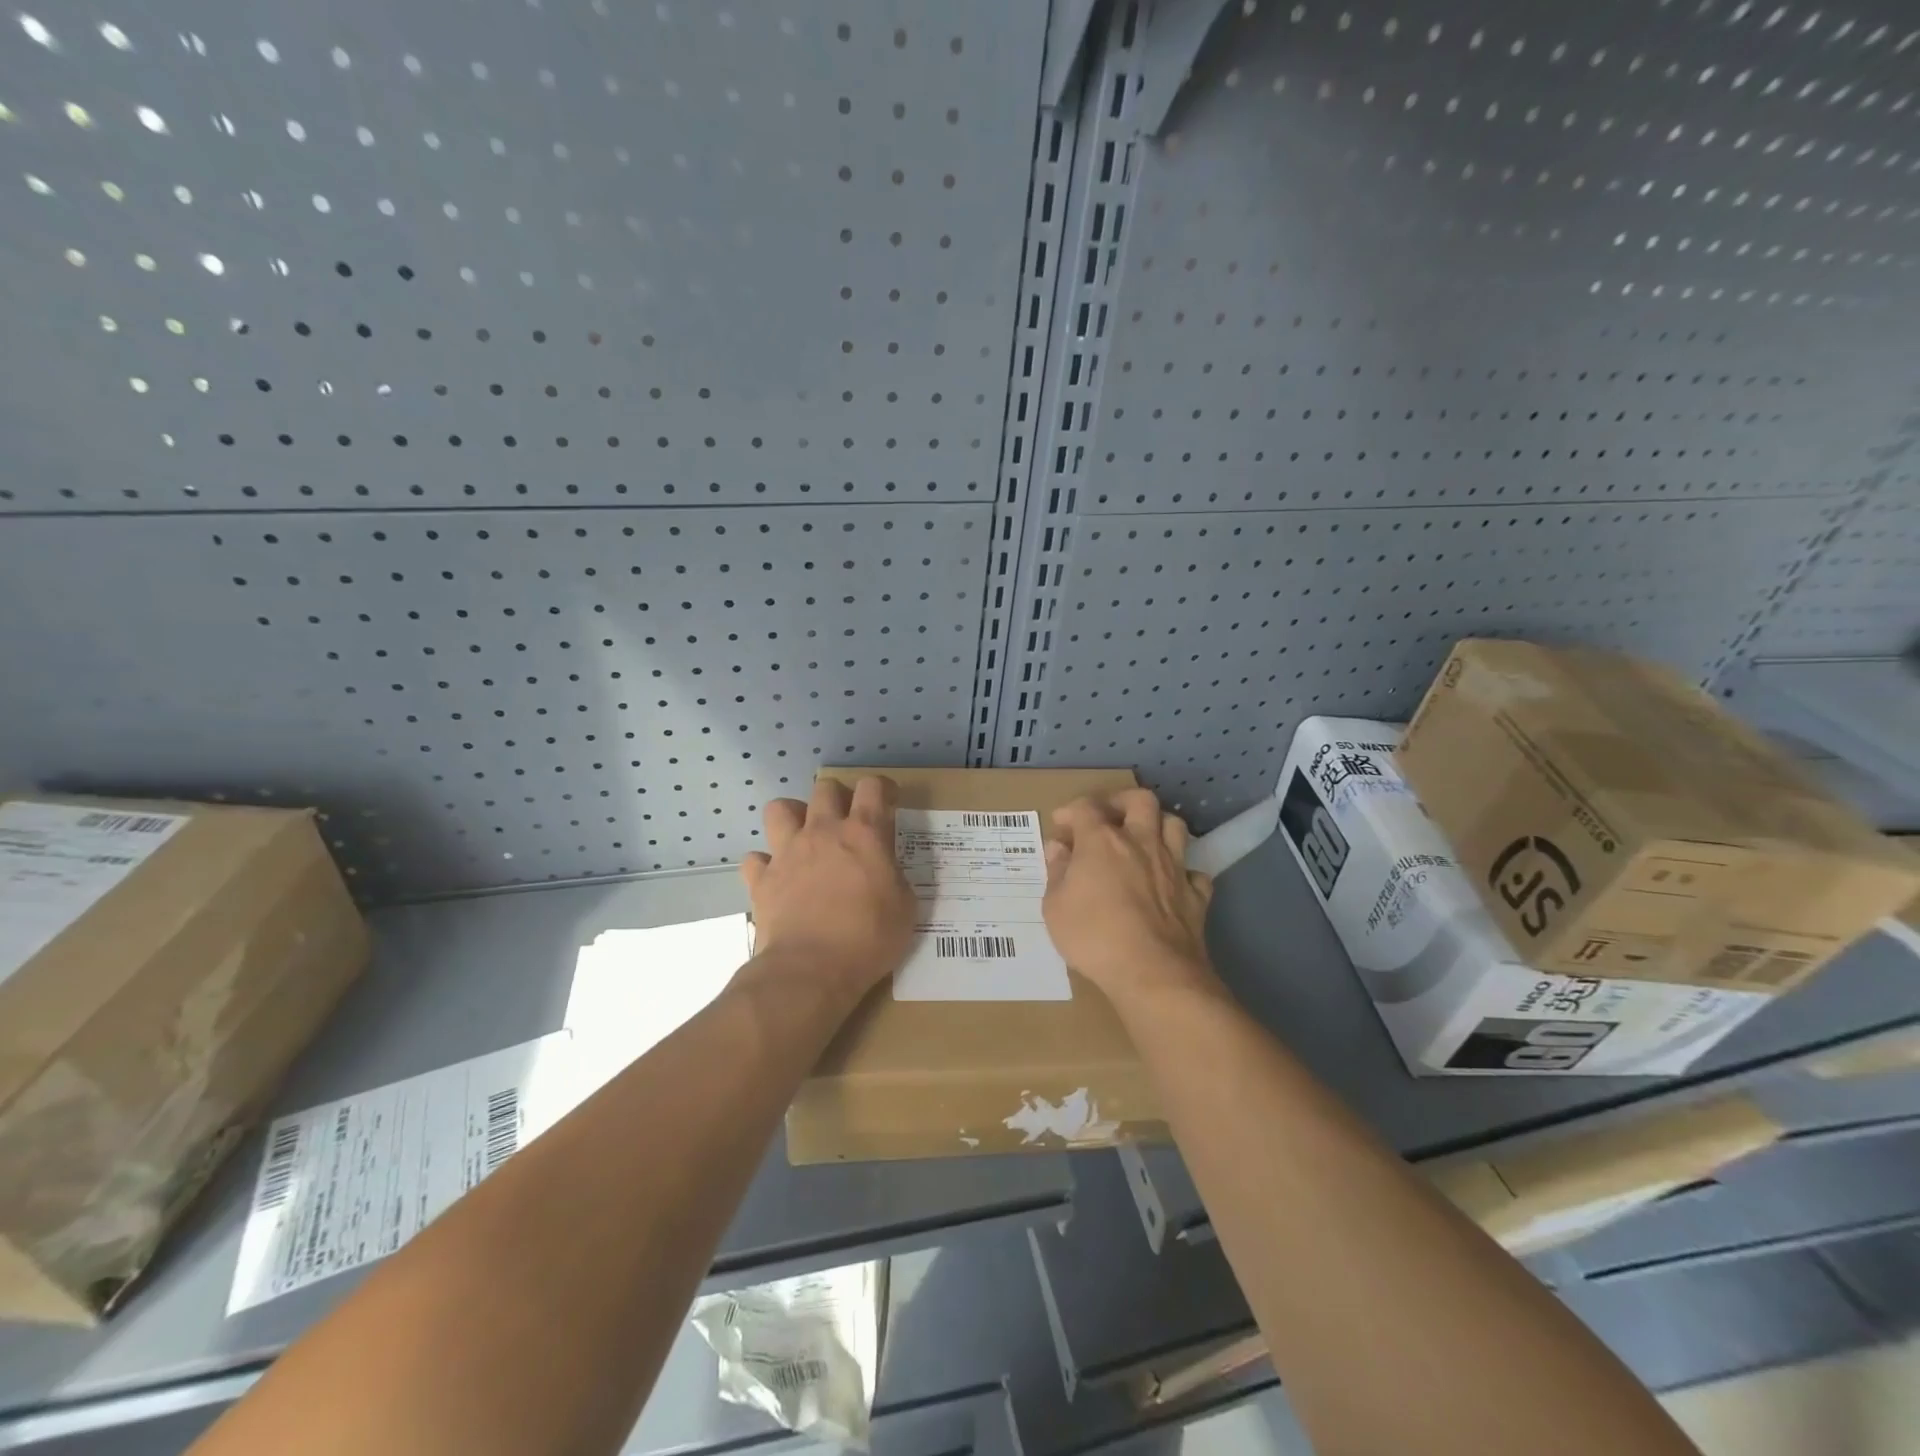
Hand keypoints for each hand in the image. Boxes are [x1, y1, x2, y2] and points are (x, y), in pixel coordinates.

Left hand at [742, 776, 915, 995]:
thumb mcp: (905, 907)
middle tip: (846, 820)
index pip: (872, 787)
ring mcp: (787, 852)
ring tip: (803, 836)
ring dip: (793, 816)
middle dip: (837, 796)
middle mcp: (822, 832)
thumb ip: (895, 877)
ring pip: (779, 809)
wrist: (811, 970)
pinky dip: (765, 864)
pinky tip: (777, 877)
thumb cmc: (868, 938)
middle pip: (824, 788)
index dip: (882, 788)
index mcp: (863, 833)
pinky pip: (755, 858)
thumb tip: (885, 870)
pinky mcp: (761, 879)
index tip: (888, 801)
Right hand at [1043, 789, 1217, 1004]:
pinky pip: (1193, 871)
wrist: (1153, 973)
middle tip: (1107, 817)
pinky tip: (1170, 883)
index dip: (1071, 811)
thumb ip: (1057, 872)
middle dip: (1121, 801)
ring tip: (1142, 840)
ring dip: (1157, 825)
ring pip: (1174, 825)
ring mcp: (1174, 866)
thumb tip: (1058, 848)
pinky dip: (1181, 872)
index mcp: (1102, 841)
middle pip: (1140, 800)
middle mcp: (1141, 842)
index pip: (1086, 807)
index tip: (1061, 826)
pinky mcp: (1196, 894)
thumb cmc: (1094, 937)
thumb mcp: (1055, 907)